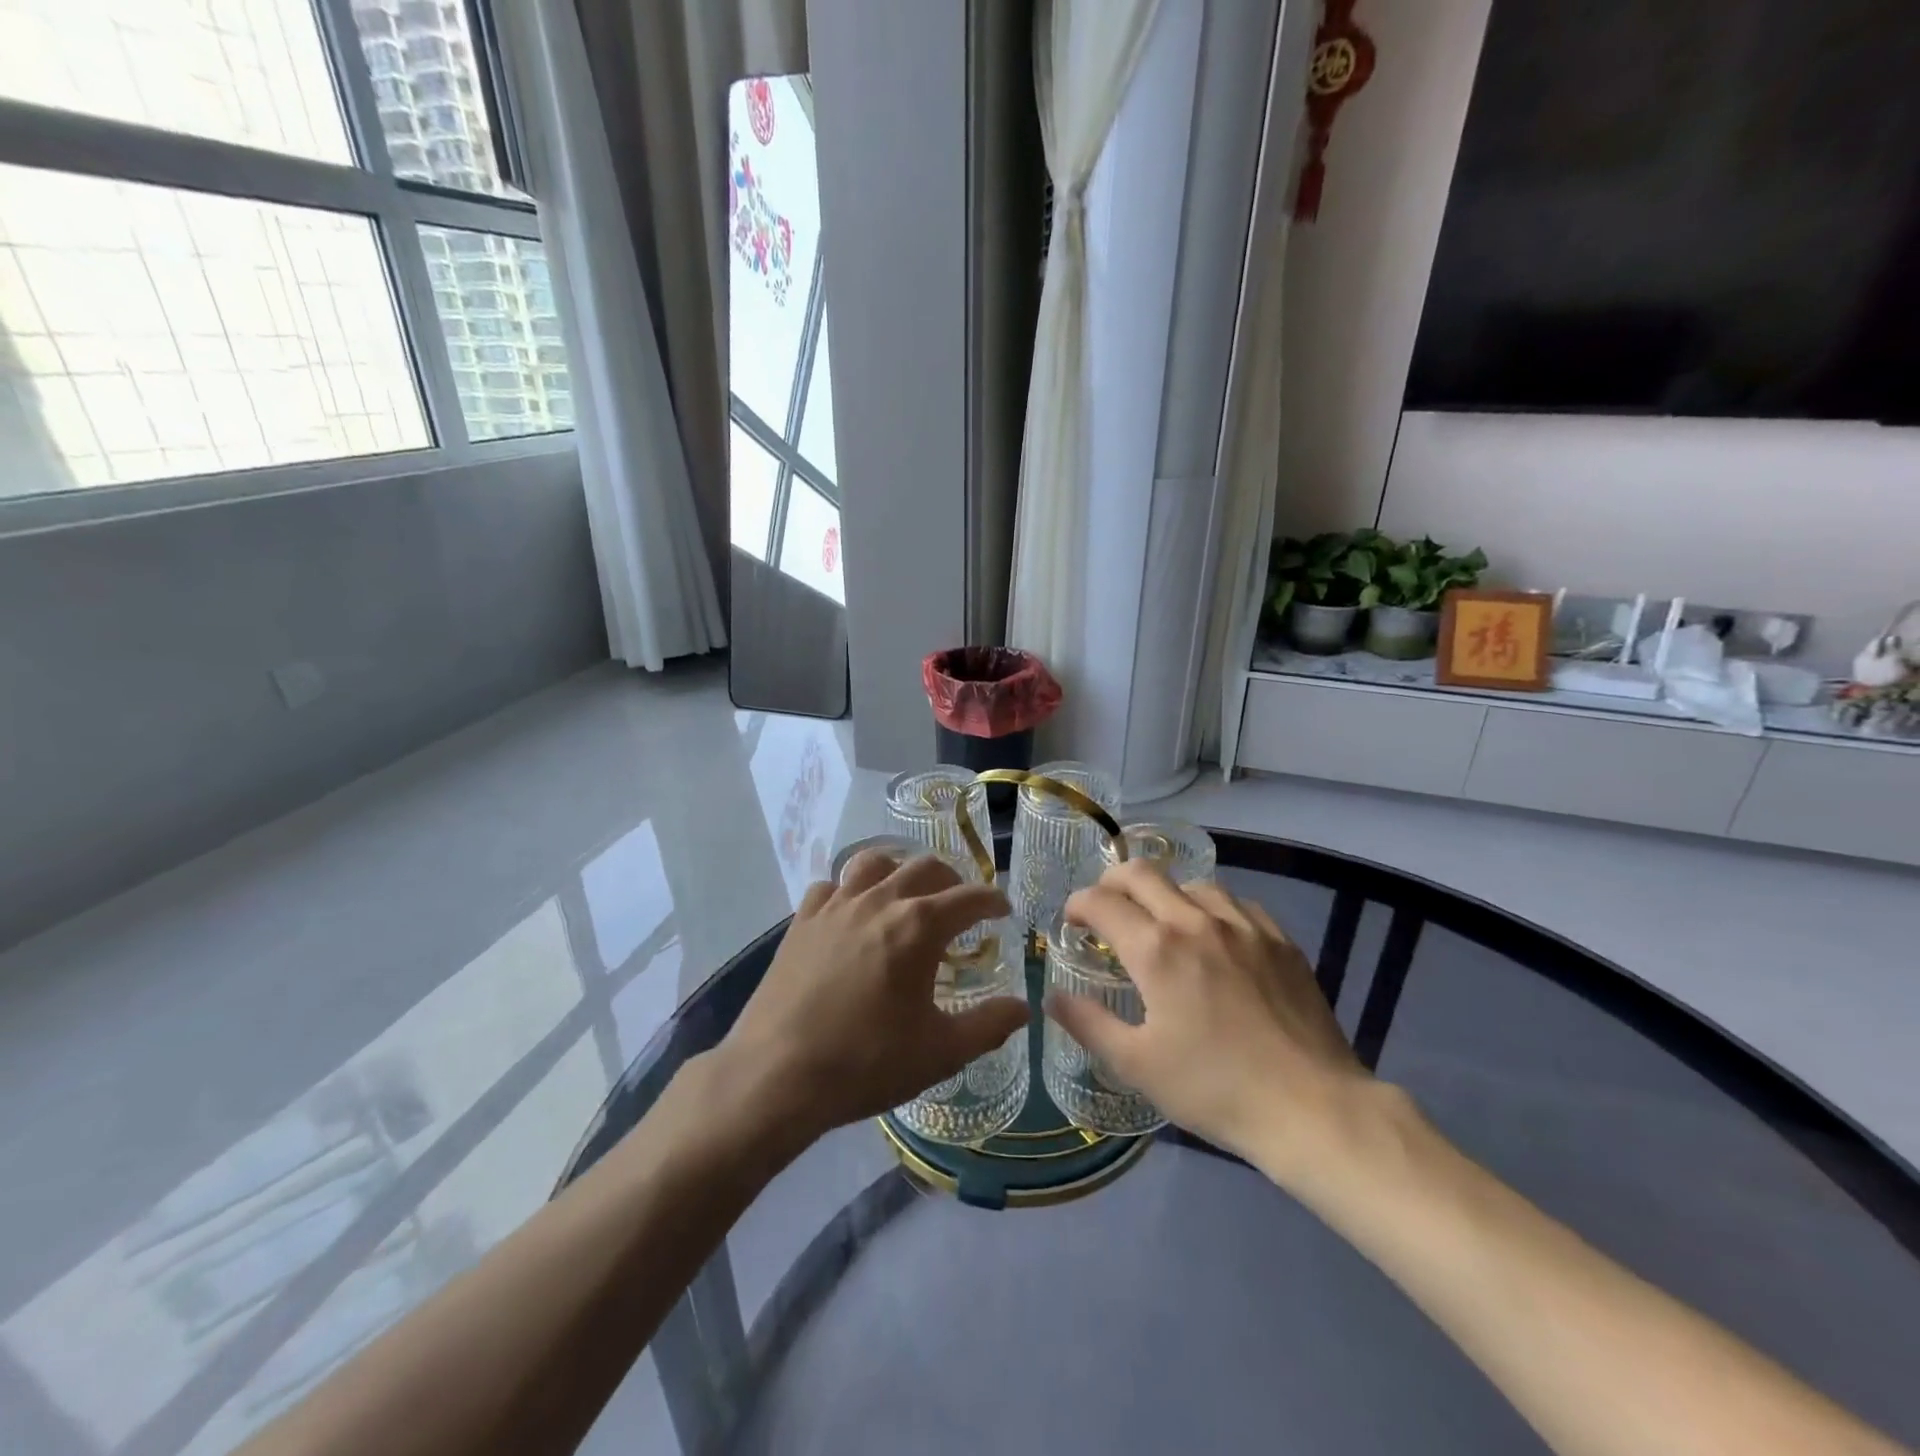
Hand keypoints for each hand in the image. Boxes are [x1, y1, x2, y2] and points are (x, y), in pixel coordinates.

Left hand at [714, 851, 1028, 1142]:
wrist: (777, 1074)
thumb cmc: (866, 1062)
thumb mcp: (940, 1052)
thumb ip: (988, 1025)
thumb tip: (1023, 1008)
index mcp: (918, 926)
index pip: (968, 897)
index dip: (992, 900)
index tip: (1003, 908)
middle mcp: (879, 901)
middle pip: (924, 867)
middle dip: (951, 880)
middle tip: (960, 904)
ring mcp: (835, 905)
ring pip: (874, 862)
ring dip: (899, 871)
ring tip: (906, 894)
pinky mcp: (801, 920)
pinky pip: (831, 886)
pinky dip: (850, 890)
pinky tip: (851, 913)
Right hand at [1045, 861, 1372, 1180]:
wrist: (1313, 1108)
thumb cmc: (1214, 1089)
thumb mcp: (1138, 1065)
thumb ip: (1089, 1023)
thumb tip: (1052, 997)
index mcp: (1156, 950)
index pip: (1101, 902)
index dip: (1077, 905)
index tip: (1072, 922)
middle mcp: (1195, 921)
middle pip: (1142, 873)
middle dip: (1112, 882)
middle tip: (1106, 908)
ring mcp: (1243, 925)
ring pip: (1191, 883)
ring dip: (1165, 894)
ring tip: (1162, 923)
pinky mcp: (1279, 939)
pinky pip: (1236, 903)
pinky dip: (1211, 909)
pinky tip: (1215, 936)